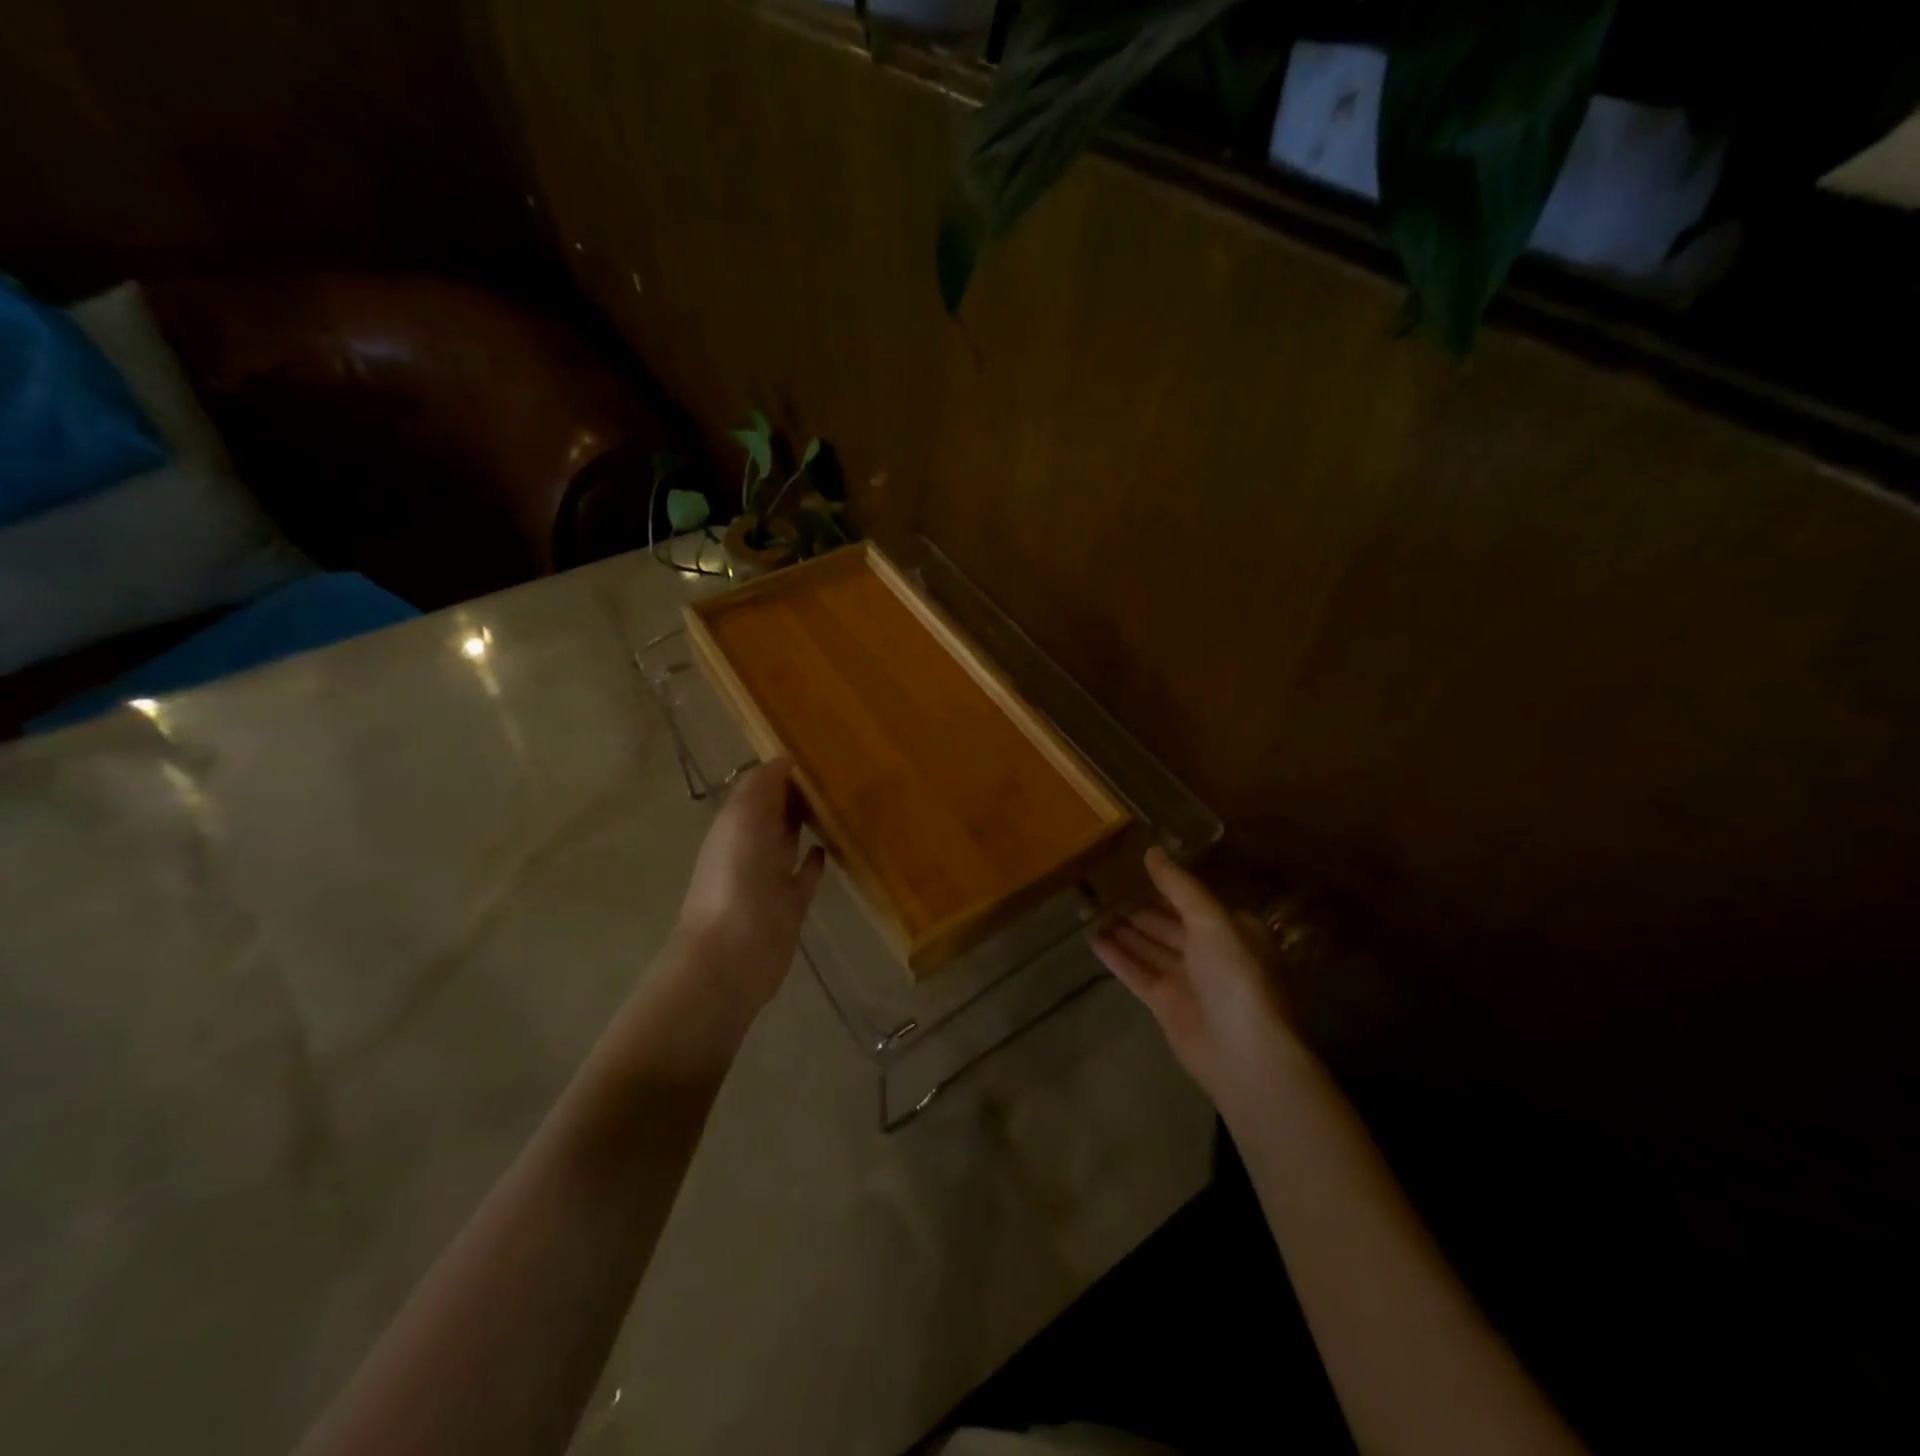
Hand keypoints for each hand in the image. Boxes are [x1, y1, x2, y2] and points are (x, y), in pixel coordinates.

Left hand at [675, 757, 826, 1023]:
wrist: (731, 959)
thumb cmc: (735, 884)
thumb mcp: (742, 822)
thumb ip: (761, 788)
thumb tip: (785, 759)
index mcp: (736, 824)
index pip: (761, 786)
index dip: (784, 769)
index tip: (820, 751)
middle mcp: (752, 847)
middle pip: (777, 811)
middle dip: (799, 792)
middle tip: (840, 772)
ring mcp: (771, 878)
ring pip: (792, 840)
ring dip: (809, 822)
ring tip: (842, 802)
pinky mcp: (791, 905)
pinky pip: (805, 875)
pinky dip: (816, 859)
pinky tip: (832, 846)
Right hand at [1091, 848, 1300, 1101]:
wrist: (1243, 1052)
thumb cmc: (1235, 975)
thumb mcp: (1211, 919)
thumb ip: (1179, 886)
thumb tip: (1151, 851)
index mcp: (1232, 929)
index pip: (1193, 900)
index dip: (1165, 885)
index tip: (1133, 867)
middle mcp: (1210, 952)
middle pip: (1168, 923)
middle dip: (1139, 908)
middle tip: (1103, 886)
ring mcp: (1187, 980)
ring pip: (1149, 947)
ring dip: (1123, 929)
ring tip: (1090, 907)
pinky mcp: (1165, 1004)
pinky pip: (1136, 972)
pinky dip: (1116, 956)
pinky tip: (1092, 938)